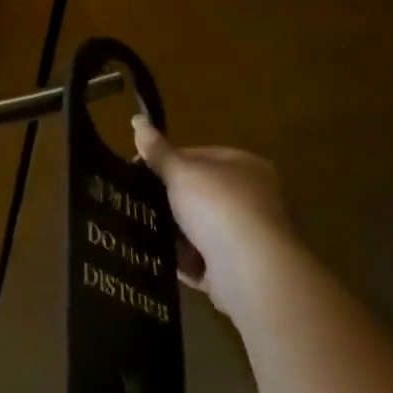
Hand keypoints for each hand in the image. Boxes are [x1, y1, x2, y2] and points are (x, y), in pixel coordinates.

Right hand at [132, 117, 298, 318]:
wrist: (254, 273)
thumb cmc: (218, 207)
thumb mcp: (180, 171)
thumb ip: (157, 151)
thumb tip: (137, 120)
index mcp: (246, 167)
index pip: (199, 156)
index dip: (167, 161)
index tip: (140, 172)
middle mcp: (255, 199)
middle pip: (201, 194)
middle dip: (171, 200)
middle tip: (140, 201)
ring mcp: (250, 237)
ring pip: (202, 229)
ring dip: (177, 233)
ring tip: (147, 230)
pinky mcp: (243, 271)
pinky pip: (206, 261)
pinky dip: (187, 261)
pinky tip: (165, 258)